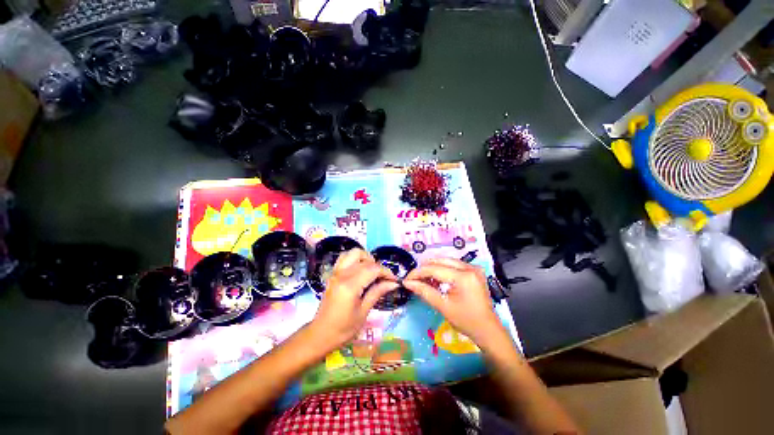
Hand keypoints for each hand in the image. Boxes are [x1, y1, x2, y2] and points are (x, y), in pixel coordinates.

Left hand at [310, 248, 397, 347]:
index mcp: (350, 286)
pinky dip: (355, 259)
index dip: (386, 272)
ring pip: (353, 253)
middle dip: (378, 266)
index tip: (394, 279)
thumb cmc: (344, 328)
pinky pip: (345, 257)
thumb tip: (393, 283)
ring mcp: (336, 272)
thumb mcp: (364, 312)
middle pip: (365, 259)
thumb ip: (377, 292)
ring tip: (371, 271)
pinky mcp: (333, 274)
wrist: (321, 334)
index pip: (373, 269)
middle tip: (383, 278)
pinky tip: (360, 270)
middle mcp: (342, 274)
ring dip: (365, 258)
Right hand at [403, 258, 507, 348]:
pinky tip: (436, 279)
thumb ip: (424, 291)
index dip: (418, 273)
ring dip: (433, 268)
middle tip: (413, 279)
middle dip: (424, 269)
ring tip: (423, 279)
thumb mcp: (443, 306)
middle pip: (440, 261)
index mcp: (463, 277)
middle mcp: (469, 267)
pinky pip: (453, 265)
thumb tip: (408, 283)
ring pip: (446, 261)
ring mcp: (473, 267)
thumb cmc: (466, 321)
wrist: (488, 329)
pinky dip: (442, 269)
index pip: (434, 269)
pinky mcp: (474, 271)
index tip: (406, 279)